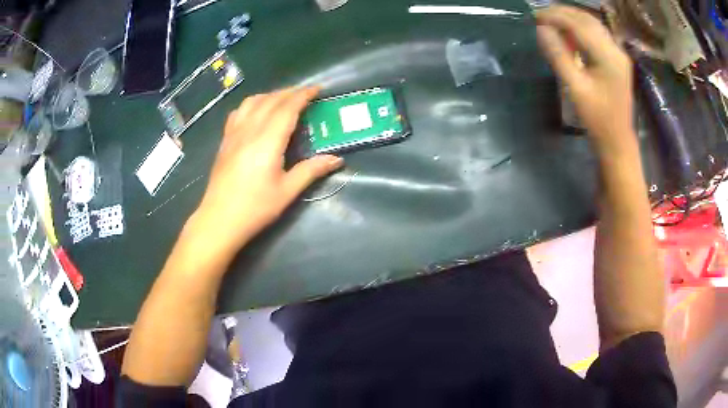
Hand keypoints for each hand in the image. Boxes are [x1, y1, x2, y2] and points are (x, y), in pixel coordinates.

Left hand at [189, 87, 342, 258]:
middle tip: (305, 94)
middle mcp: (250, 130)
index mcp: (268, 141)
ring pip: (252, 102)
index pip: (287, 108)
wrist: (219, 220)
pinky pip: (238, 112)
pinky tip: (256, 112)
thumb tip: (337, 159)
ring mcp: (234, 134)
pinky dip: (251, 105)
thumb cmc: (255, 208)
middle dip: (290, 92)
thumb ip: (311, 170)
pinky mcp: (225, 141)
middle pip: (271, 100)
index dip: (303, 95)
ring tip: (283, 100)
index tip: (317, 89)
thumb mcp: (287, 191)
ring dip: (270, 95)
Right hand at [536, 6, 633, 150]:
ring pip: (593, 25)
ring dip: (572, 19)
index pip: (579, 25)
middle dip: (563, 13)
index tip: (535, 16)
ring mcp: (619, 54)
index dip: (556, 17)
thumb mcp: (575, 88)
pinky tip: (569, 33)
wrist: (617, 140)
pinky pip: (597, 35)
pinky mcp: (617, 59)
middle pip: (588, 20)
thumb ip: (558, 56)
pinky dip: (581, 29)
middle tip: (541, 15)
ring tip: (552, 20)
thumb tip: (541, 29)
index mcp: (609, 57)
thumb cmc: (597, 119)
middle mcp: (616, 50)